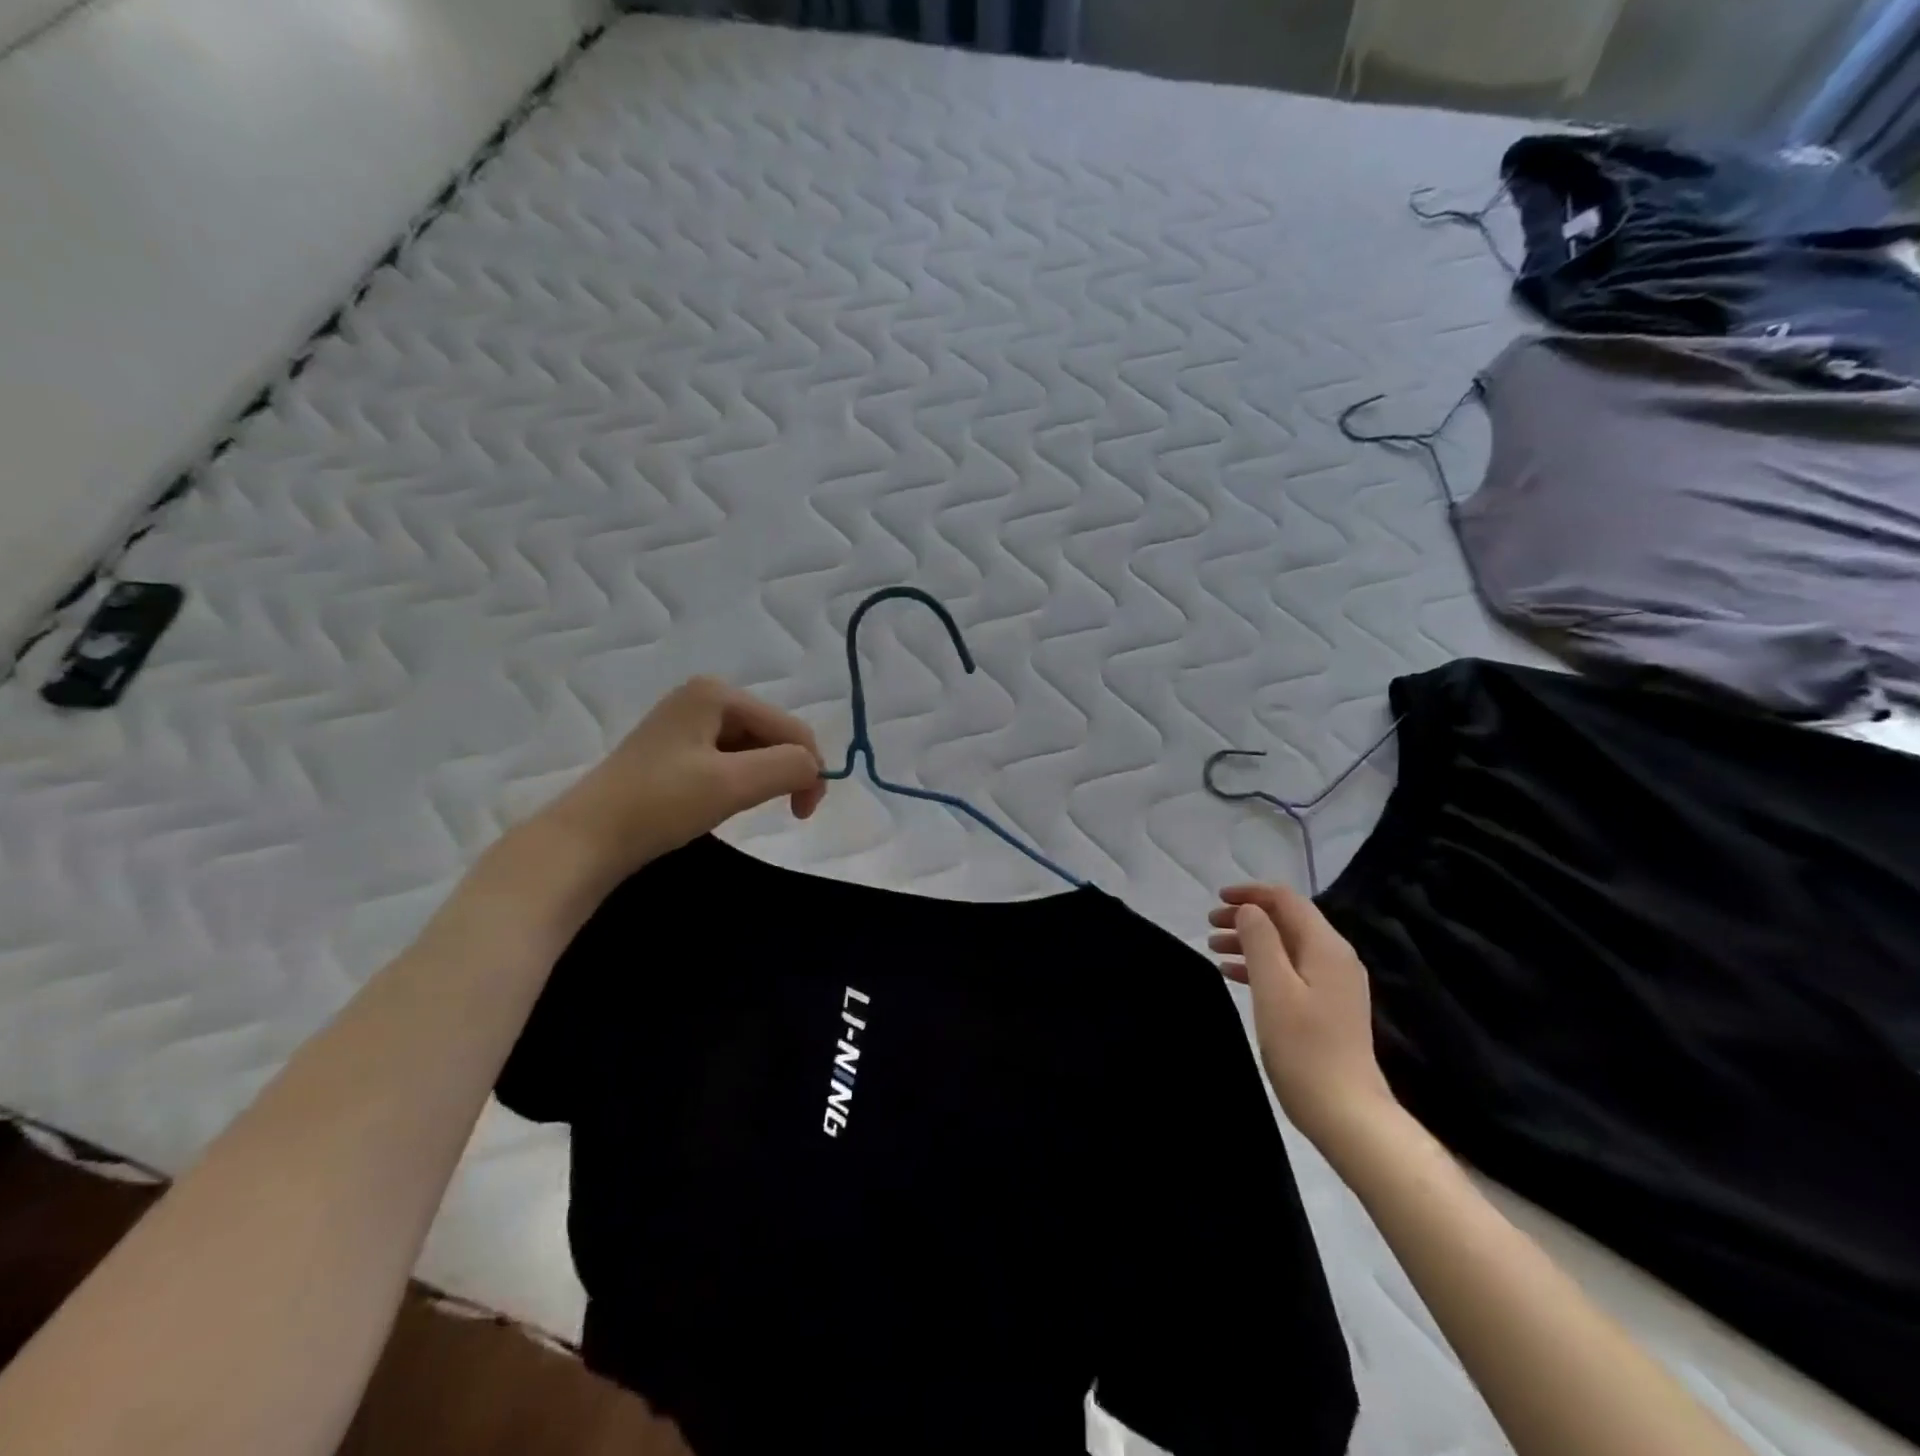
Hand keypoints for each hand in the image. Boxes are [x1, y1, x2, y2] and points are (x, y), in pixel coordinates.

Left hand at [541, 677, 826, 879]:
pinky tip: (726, 802)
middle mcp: (703, 696)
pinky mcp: (674, 749)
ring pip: (752, 748)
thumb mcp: (734, 784)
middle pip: (772, 734)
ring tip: (749, 807)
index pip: (790, 727)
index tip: (804, 814)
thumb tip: (814, 769)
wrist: (585, 840)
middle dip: (786, 771)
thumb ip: (789, 767)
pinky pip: (728, 758)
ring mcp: (686, 721)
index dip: (809, 768)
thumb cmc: (660, 805)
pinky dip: (740, 781)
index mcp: (717, 693)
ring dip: (764, 778)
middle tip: (788, 812)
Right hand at [1208, 883, 1399, 1152]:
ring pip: (1286, 947)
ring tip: (1214, 949)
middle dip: (1247, 917)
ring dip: (1251, 942)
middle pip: (1287, 921)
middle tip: (1210, 926)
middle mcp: (1336, 959)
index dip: (1251, 894)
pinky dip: (1261, 965)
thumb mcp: (1274, 988)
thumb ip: (1260, 941)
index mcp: (1326, 948)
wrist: (1347, 1113)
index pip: (1287, 900)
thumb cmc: (1304, 1048)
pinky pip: (1290, 971)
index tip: (1217, 900)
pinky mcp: (1328, 1007)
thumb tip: (1250, 910)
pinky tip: (1235, 974)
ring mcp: (1334, 985)